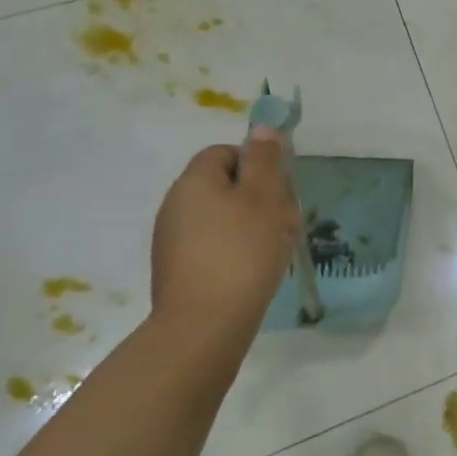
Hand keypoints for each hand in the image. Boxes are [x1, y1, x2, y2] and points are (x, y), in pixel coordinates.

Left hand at [150, 130, 301, 364]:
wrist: (203, 327)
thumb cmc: (242, 252)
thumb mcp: (265, 196)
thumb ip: (265, 159)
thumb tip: (261, 128)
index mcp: (195, 180)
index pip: (226, 152)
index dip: (256, 164)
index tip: (278, 189)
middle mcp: (176, 204)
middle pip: (225, 185)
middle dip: (258, 197)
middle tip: (284, 220)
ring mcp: (172, 240)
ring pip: (222, 217)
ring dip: (251, 226)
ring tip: (273, 249)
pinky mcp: (178, 270)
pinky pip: (213, 246)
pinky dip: (235, 251)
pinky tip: (254, 271)